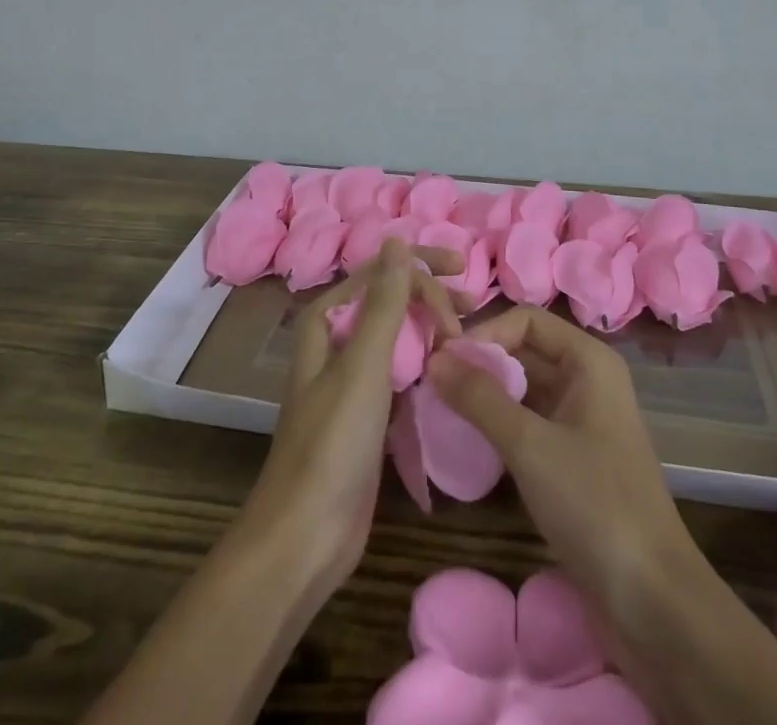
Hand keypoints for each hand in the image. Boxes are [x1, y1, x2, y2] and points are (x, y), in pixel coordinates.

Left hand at [237, 239, 461, 595]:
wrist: (305, 537)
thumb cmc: (333, 443)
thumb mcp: (362, 365)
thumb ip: (383, 301)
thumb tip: (395, 239)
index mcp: (328, 322)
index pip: (380, 273)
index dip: (422, 268)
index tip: (463, 278)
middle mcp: (337, 343)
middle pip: (389, 301)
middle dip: (430, 296)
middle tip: (472, 306)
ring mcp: (351, 381)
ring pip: (397, 338)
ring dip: (430, 330)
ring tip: (468, 336)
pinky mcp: (367, 416)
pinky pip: (401, 374)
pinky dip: (426, 367)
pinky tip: (451, 373)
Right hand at [425, 305, 695, 602]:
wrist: (654, 601)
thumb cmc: (595, 505)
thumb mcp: (530, 446)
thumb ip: (480, 398)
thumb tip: (433, 359)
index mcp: (588, 360)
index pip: (525, 320)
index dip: (484, 333)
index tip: (442, 363)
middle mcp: (587, 379)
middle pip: (523, 351)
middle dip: (479, 365)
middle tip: (431, 387)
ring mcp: (581, 420)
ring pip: (523, 390)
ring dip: (484, 397)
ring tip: (440, 412)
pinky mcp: (574, 458)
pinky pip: (529, 424)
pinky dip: (498, 426)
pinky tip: (468, 444)